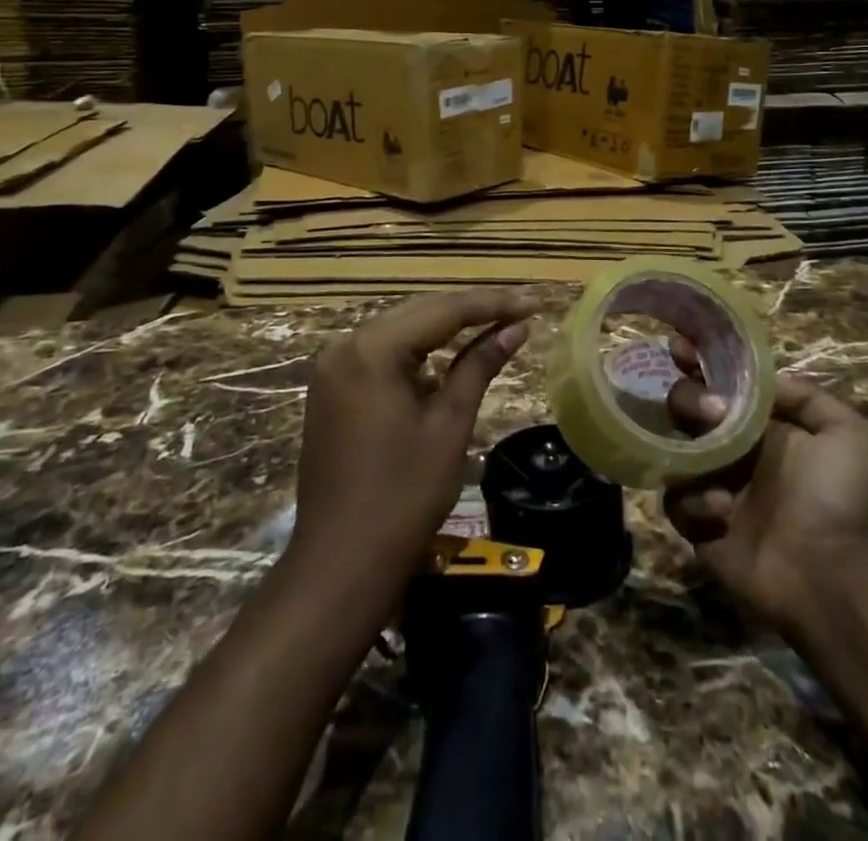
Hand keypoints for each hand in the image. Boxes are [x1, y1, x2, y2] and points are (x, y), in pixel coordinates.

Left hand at [285, 288, 537, 602]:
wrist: (340, 566)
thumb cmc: (403, 496)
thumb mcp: (449, 425)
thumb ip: (480, 366)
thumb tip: (517, 328)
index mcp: (372, 349)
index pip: (443, 310)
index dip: (493, 304)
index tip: (535, 301)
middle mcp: (346, 347)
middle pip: (420, 314)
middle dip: (471, 311)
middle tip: (521, 310)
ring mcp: (334, 370)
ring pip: (401, 332)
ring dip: (446, 330)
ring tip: (495, 325)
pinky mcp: (332, 392)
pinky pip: (383, 356)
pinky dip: (419, 354)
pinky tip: (449, 358)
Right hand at [664, 340, 867, 631]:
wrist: (832, 575)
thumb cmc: (838, 499)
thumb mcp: (850, 434)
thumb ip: (808, 396)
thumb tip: (762, 382)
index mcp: (760, 423)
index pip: (720, 381)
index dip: (697, 361)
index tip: (678, 348)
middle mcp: (731, 447)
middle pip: (686, 406)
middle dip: (689, 399)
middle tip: (710, 413)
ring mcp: (710, 484)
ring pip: (673, 448)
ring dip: (689, 450)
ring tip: (719, 474)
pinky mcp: (696, 524)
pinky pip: (675, 499)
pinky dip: (693, 501)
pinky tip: (723, 511)